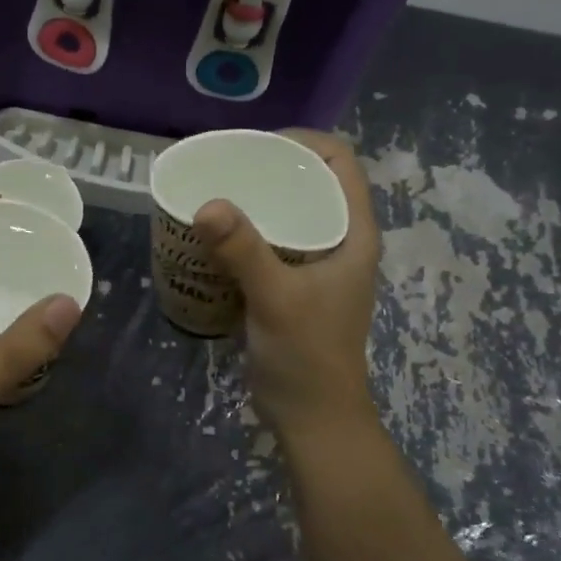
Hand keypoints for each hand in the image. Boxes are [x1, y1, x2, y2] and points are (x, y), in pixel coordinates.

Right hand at [193, 131, 380, 440]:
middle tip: (226, 166)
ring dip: (259, 197)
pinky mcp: (294, 283)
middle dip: (273, 166)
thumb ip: (244, 251)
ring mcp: (317, 263)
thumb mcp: (276, 298)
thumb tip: (207, 203)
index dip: (303, 142)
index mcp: (353, 233)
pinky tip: (216, 231)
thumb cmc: (307, 356)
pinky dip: (248, 228)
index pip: (340, 162)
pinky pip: (273, 238)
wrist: (312, 418)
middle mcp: (340, 240)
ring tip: (217, 190)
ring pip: (292, 210)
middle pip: (312, 181)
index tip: (256, 145)